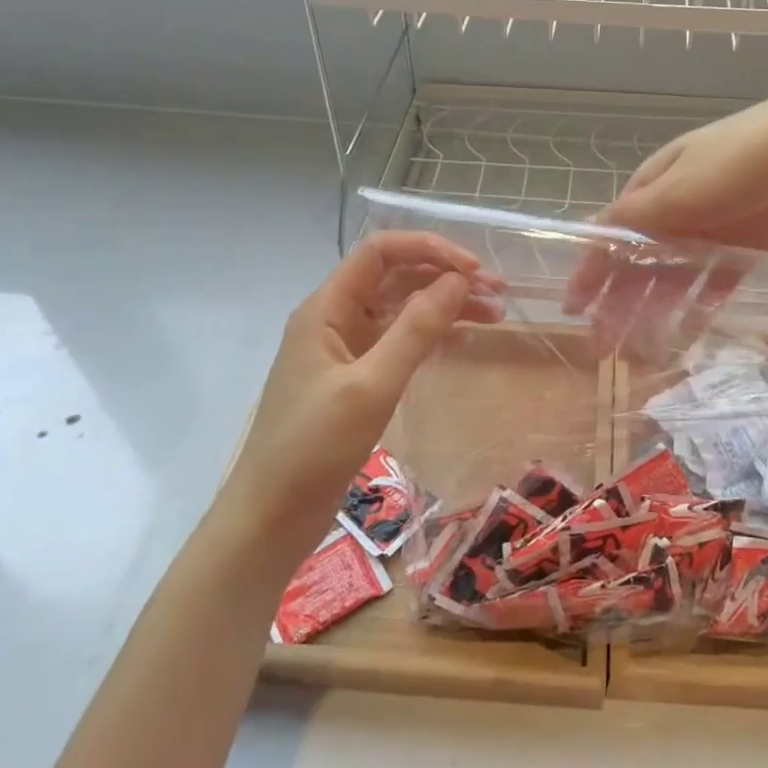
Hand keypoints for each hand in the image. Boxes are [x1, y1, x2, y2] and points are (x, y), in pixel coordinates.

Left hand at [221, 232, 503, 563]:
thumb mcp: (371, 385)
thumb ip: (416, 329)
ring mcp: (345, 349)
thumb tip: (459, 281)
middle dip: (445, 277)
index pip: (380, 252)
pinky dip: (431, 334)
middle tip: (497, 293)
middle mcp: (335, 318)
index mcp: (327, 308)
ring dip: (444, 305)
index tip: (474, 271)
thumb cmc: (314, 447)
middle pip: (395, 277)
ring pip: (401, 309)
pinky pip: (399, 339)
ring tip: (495, 315)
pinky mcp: (356, 378)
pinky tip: (462, 337)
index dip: (429, 250)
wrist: (270, 518)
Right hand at [563, 76, 767, 348]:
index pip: (610, 236)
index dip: (589, 273)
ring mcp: (712, 231)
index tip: (571, 310)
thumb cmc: (742, 159)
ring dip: (652, 311)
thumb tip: (588, 234)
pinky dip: (698, 305)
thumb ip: (636, 216)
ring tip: (640, 351)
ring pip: (672, 278)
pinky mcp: (747, 247)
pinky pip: (714, 283)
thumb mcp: (680, 187)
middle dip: (616, 304)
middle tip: (602, 348)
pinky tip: (687, 331)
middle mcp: (677, 211)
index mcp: (653, 189)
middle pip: (638, 263)